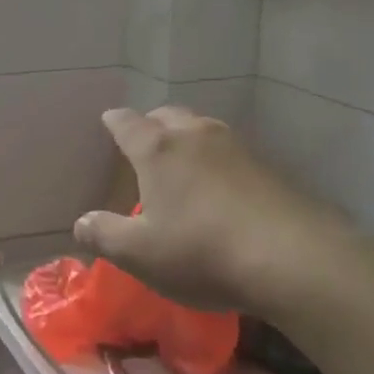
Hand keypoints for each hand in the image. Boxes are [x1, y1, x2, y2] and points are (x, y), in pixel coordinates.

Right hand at [73, 107, 354, 319]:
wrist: (293, 258)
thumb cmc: (201, 251)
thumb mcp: (140, 254)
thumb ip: (104, 235)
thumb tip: (80, 223)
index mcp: (158, 149)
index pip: (127, 123)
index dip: (114, 122)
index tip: (108, 122)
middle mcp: (195, 136)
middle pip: (168, 115)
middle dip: (152, 124)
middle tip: (144, 143)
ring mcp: (236, 147)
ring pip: (202, 129)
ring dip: (187, 138)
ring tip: (182, 163)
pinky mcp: (268, 167)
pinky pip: (230, 152)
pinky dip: (217, 160)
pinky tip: (220, 188)